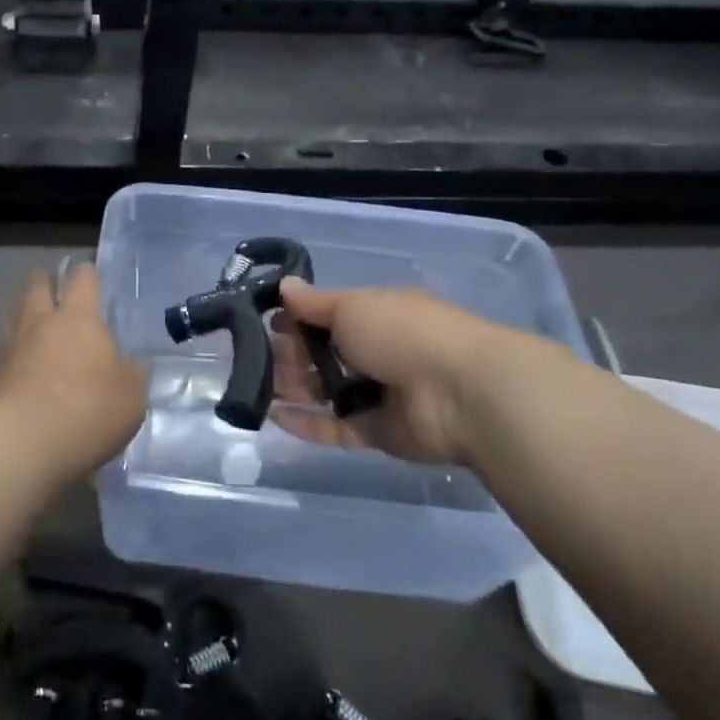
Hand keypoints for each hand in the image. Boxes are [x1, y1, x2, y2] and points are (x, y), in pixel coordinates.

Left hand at [0, 262, 145, 484]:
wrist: (19, 445)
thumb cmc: (86, 412)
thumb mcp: (130, 398)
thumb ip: (132, 376)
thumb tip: (132, 365)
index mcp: (79, 318)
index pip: (82, 279)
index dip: (87, 274)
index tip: (90, 273)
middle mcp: (41, 322)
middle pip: (38, 286)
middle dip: (46, 281)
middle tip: (54, 284)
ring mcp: (11, 347)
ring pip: (14, 313)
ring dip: (23, 309)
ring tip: (31, 315)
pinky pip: (3, 350)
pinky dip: (12, 349)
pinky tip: (19, 361)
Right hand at [270, 278, 566, 463]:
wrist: (462, 394)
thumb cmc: (403, 334)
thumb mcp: (352, 307)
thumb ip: (314, 303)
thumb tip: (284, 286)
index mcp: (377, 314)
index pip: (329, 315)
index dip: (298, 318)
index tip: (267, 321)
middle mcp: (378, 351)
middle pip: (324, 354)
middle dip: (291, 354)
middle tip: (257, 356)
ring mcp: (379, 394)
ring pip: (327, 391)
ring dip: (294, 388)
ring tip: (257, 386)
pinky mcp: (378, 432)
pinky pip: (336, 427)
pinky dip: (307, 424)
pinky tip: (274, 418)